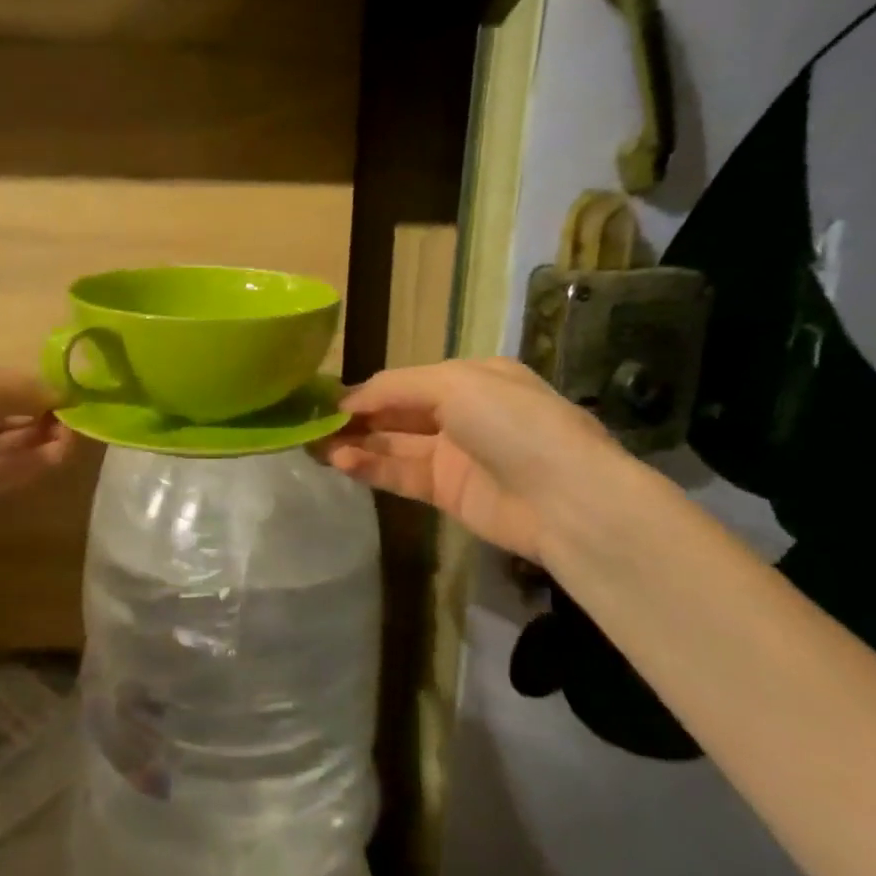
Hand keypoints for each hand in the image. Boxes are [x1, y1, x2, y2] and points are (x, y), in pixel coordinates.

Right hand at [318, 358, 629, 568]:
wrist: (566, 498)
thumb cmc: (512, 423)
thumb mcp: (456, 384)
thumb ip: (396, 387)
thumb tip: (349, 400)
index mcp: (471, 377)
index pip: (405, 381)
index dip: (366, 389)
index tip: (324, 399)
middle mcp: (461, 413)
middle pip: (396, 413)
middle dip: (355, 417)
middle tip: (310, 425)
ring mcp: (454, 455)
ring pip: (393, 446)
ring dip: (356, 444)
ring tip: (315, 447)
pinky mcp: (448, 494)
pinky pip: (401, 475)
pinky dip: (371, 468)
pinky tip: (341, 463)